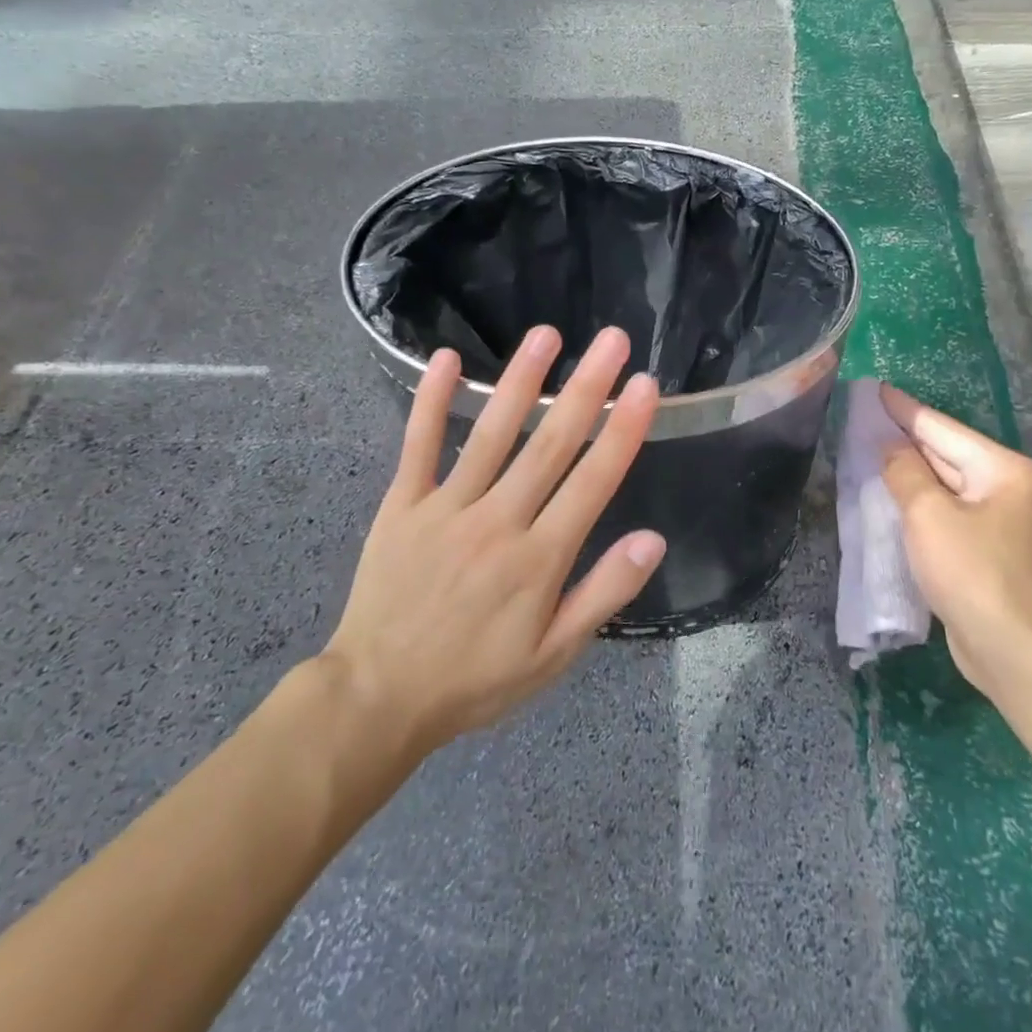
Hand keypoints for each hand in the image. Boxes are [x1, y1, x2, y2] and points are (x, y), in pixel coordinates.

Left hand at [324, 325, 665, 756]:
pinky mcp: (402, 505)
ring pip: (492, 434)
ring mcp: (447, 508)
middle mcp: (498, 521)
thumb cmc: (475, 679)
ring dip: (520, 381)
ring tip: (546, 335)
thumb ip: (603, 595)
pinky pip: (418, 446)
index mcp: (538, 559)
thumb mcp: (553, 656)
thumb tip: (652, 541)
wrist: (378, 697)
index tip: (644, 386)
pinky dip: (432, 402)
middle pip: (550, 445)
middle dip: (586, 388)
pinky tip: (445, 359)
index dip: (622, 430)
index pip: (592, 482)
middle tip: (613, 340)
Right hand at [878, 384, 1031, 697]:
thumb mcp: (928, 514)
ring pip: (945, 485)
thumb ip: (904, 471)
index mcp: (1003, 469)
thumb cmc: (972, 572)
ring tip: (869, 452)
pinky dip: (919, 504)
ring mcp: (1001, 522)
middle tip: (863, 419)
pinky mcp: (989, 551)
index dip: (903, 408)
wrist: (1016, 653)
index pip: (941, 427)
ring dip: (909, 472)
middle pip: (946, 453)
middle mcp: (1008, 488)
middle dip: (905, 439)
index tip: (873, 388)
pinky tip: (891, 498)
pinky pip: (947, 513)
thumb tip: (890, 446)